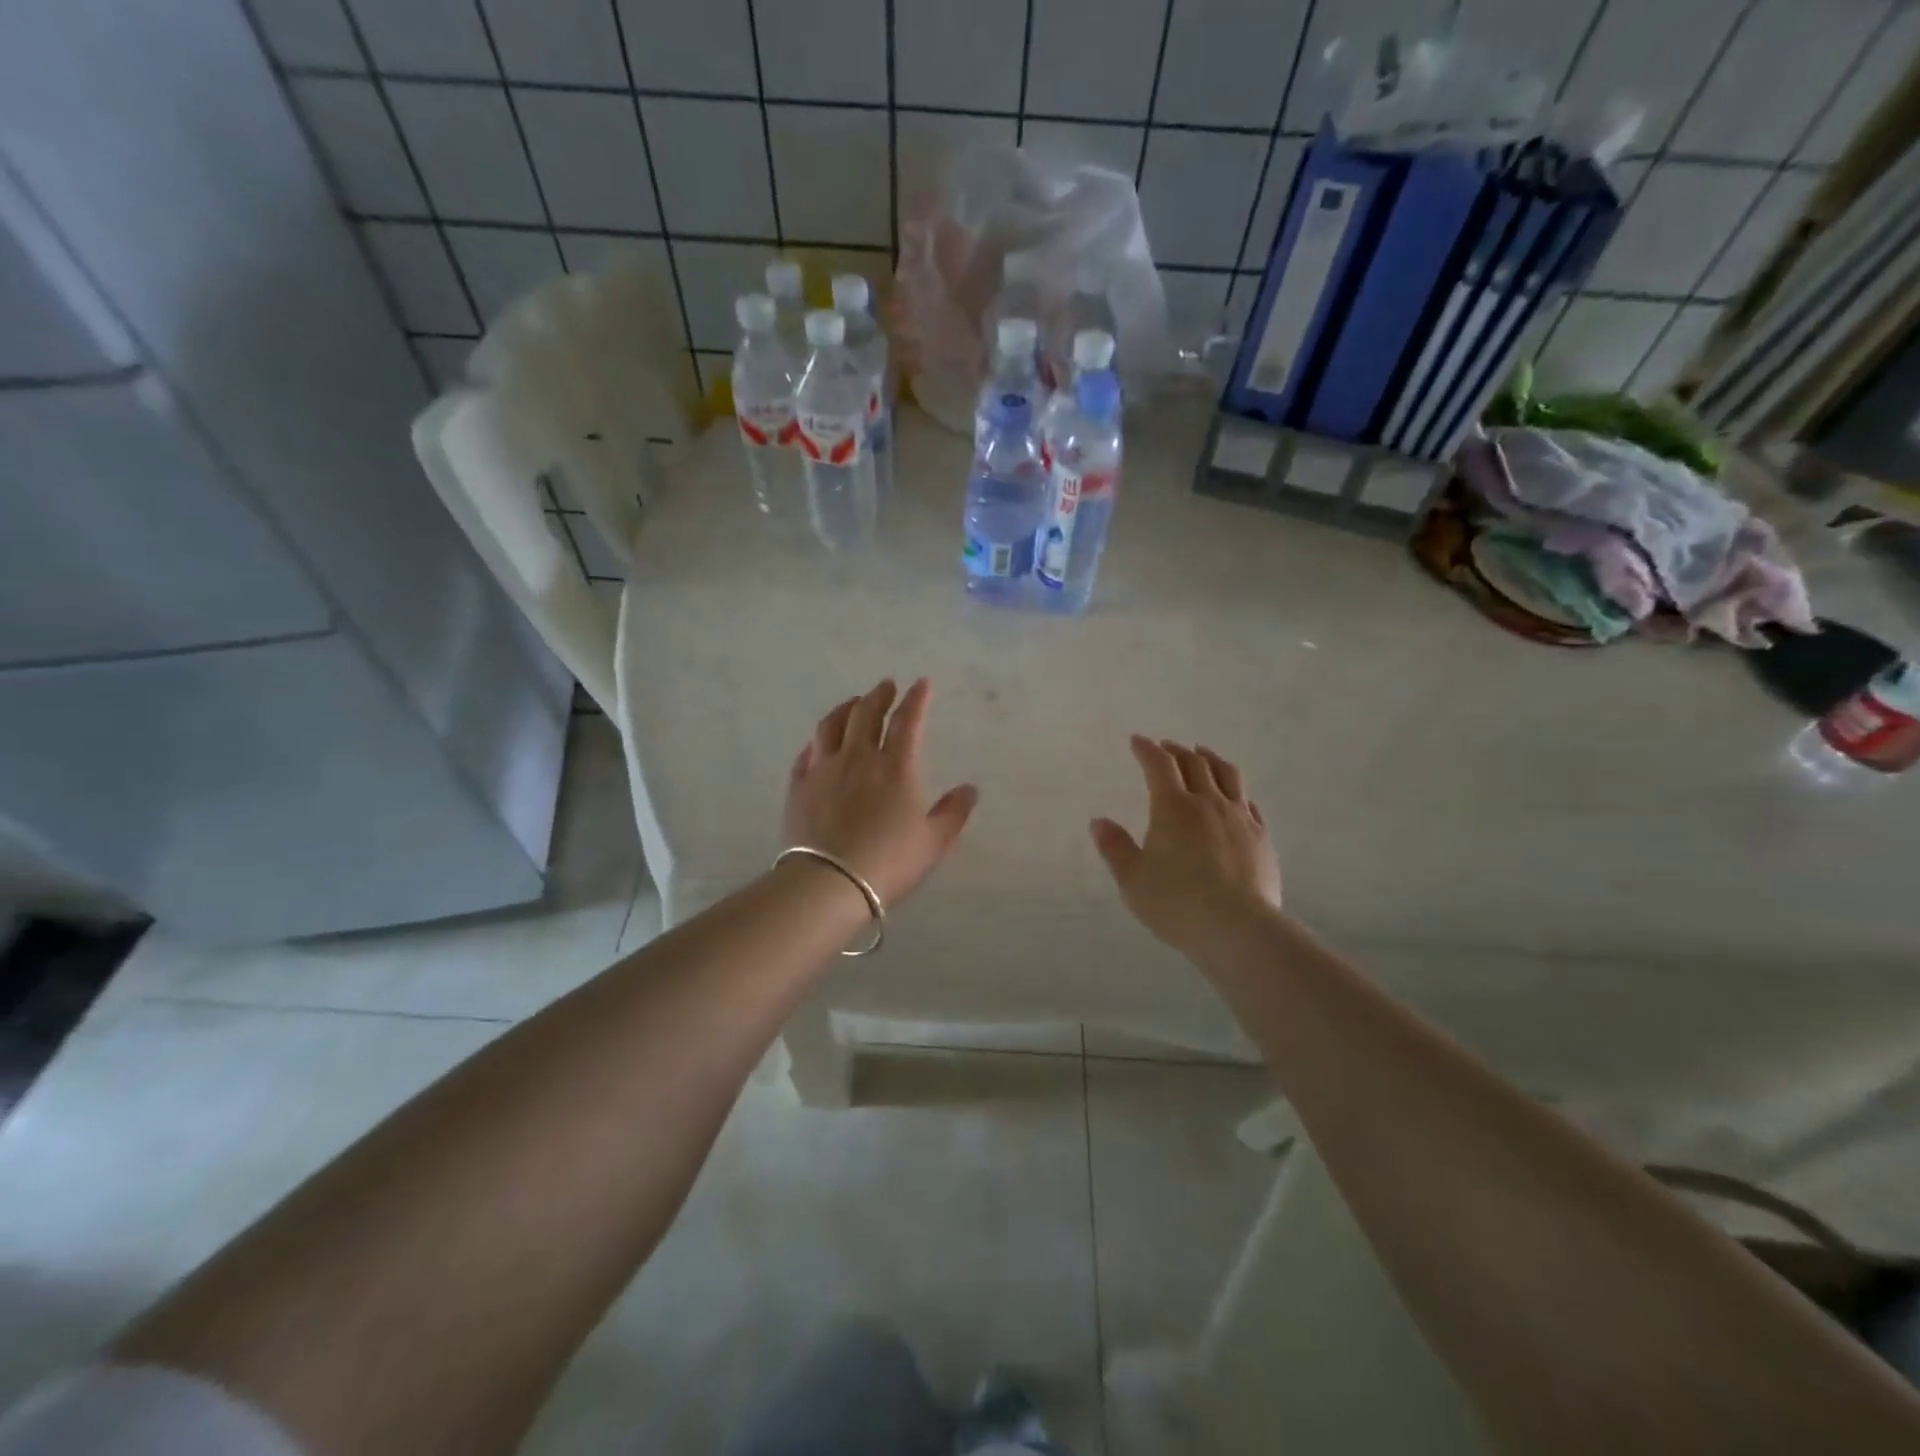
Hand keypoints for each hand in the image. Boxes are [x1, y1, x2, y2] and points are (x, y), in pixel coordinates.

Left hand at [782, 678, 977, 908]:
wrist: (828, 883)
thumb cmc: (888, 862)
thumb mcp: (933, 842)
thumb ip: (954, 813)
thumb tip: (970, 789)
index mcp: (895, 767)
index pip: (907, 721)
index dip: (916, 700)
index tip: (921, 684)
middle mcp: (858, 758)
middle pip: (866, 714)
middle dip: (879, 695)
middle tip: (885, 685)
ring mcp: (824, 770)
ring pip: (831, 726)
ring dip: (845, 708)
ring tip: (853, 703)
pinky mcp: (799, 786)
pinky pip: (806, 754)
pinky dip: (817, 742)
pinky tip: (818, 743)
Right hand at [1090, 737, 1283, 959]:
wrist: (1238, 928)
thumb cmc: (1176, 904)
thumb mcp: (1132, 880)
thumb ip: (1115, 847)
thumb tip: (1098, 821)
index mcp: (1172, 808)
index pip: (1159, 765)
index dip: (1147, 749)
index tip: (1137, 740)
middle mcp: (1208, 803)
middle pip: (1194, 763)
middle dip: (1176, 750)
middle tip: (1166, 747)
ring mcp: (1239, 818)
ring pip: (1227, 775)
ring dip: (1211, 759)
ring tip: (1203, 754)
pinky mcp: (1261, 837)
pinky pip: (1249, 802)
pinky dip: (1236, 790)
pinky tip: (1234, 796)